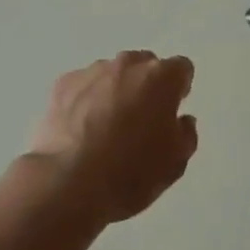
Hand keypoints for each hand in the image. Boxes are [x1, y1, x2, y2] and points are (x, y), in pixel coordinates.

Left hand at [27, 51, 198, 223]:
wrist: (67, 185)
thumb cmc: (130, 173)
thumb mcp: (175, 164)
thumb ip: (186, 134)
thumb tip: (182, 121)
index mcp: (162, 77)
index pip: (181, 69)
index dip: (179, 89)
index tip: (171, 112)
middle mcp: (129, 64)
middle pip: (145, 66)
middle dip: (146, 87)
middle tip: (139, 121)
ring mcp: (93, 72)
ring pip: (112, 74)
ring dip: (114, 92)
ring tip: (104, 130)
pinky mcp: (63, 85)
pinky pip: (82, 87)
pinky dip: (84, 101)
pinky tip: (79, 131)